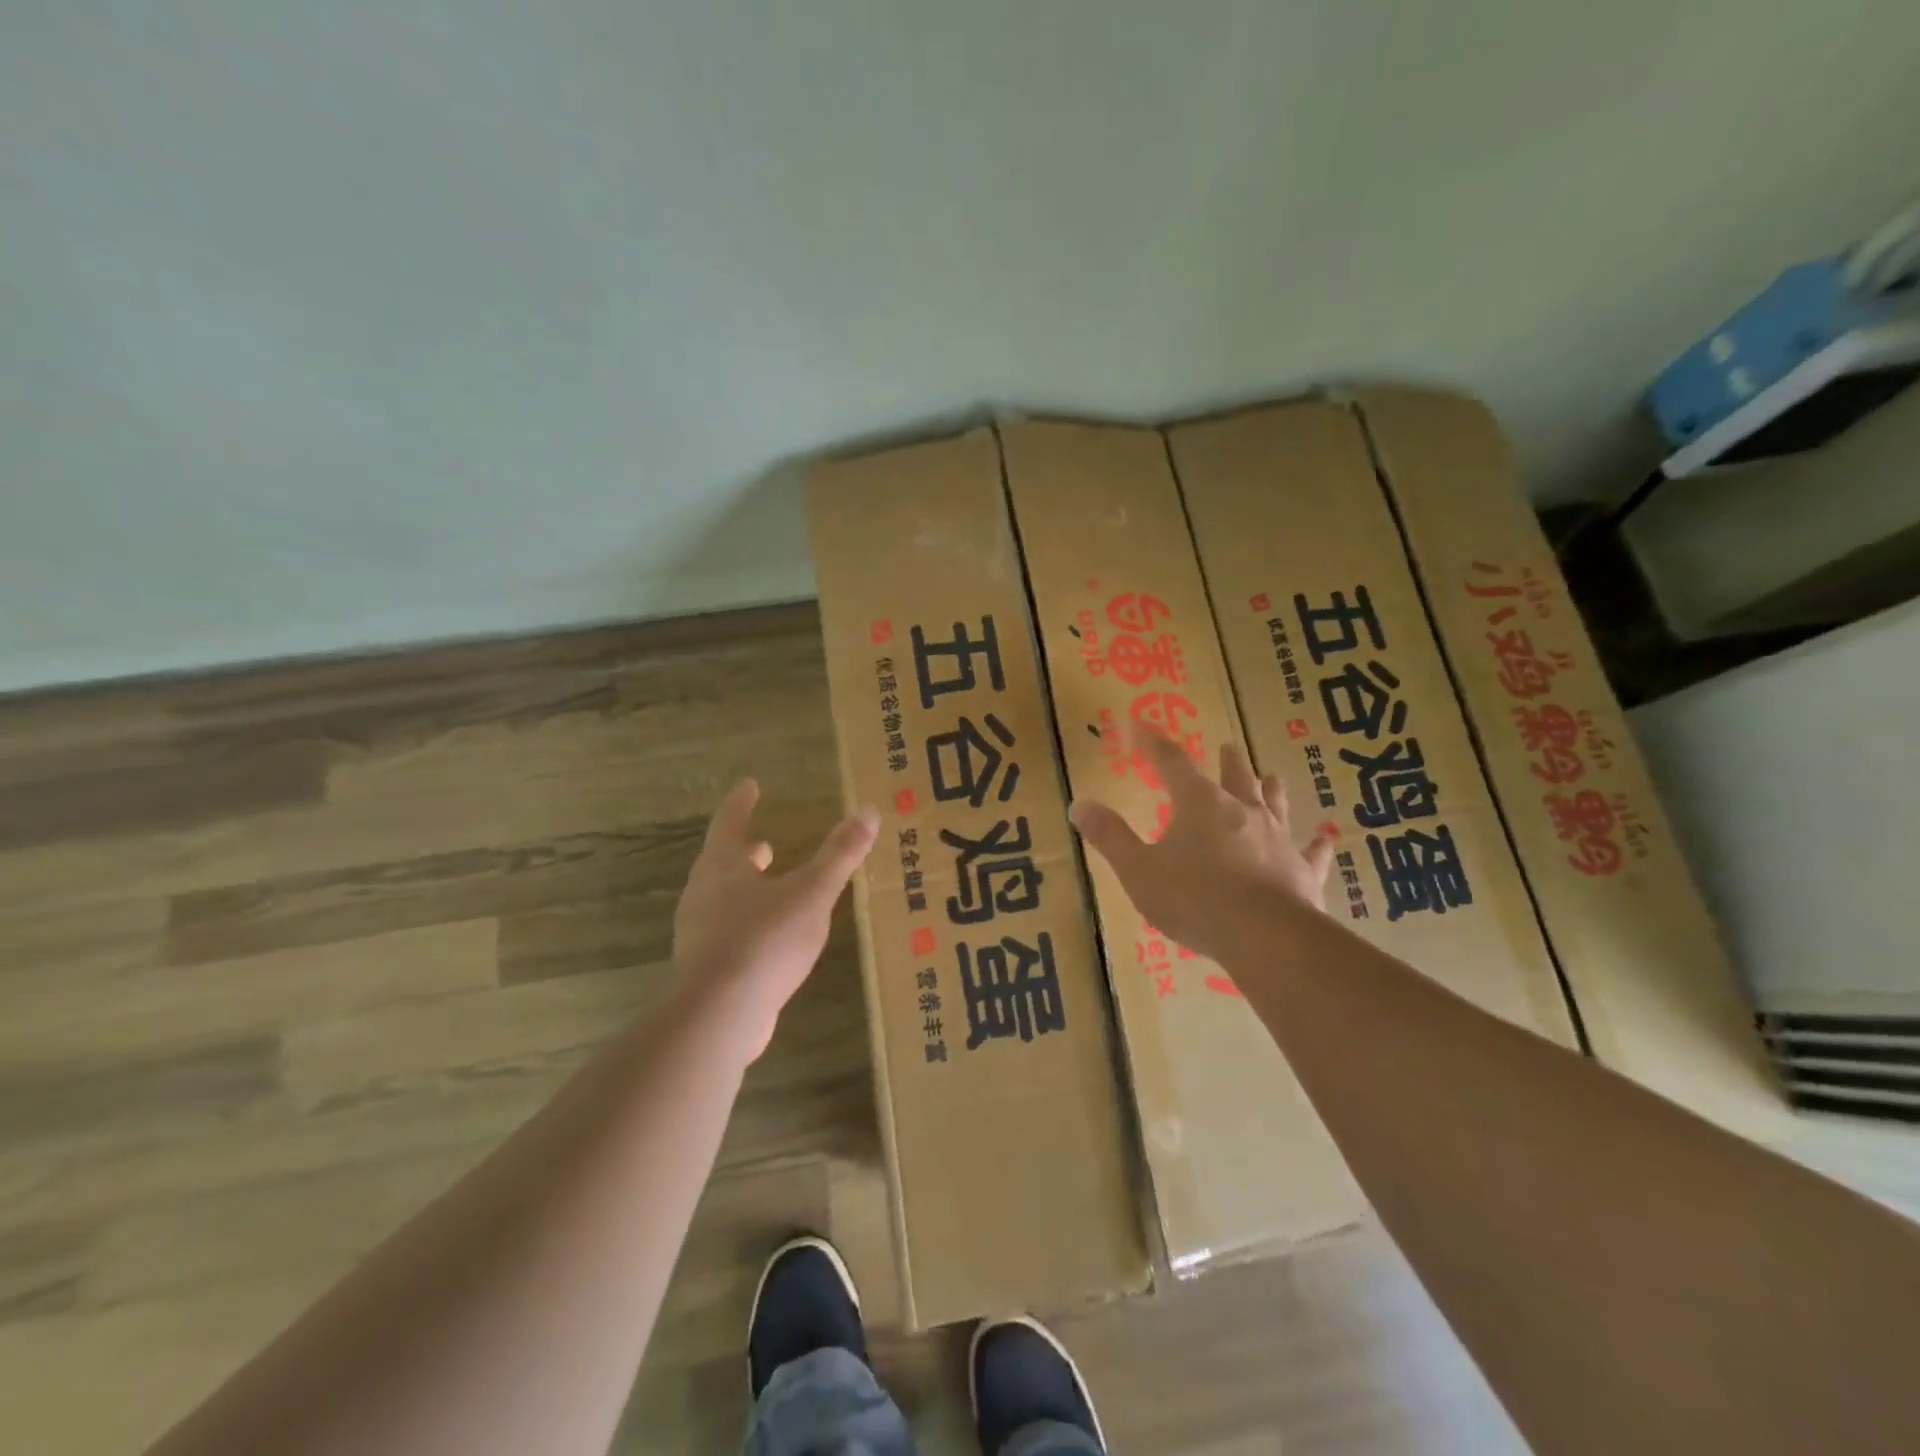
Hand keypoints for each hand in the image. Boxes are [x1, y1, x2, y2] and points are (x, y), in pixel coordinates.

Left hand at [673, 780, 879, 1058]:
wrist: (719, 1015)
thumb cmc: (765, 940)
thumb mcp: (812, 893)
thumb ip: (840, 854)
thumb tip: (868, 811)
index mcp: (723, 866)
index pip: (729, 822)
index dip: (741, 802)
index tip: (749, 785)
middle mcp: (703, 893)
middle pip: (721, 861)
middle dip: (744, 850)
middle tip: (763, 842)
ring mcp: (699, 932)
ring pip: (721, 897)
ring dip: (744, 886)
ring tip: (770, 886)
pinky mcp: (705, 967)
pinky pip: (725, 930)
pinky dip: (746, 920)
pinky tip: (768, 936)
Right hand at [1069, 734, 1335, 963]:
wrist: (1264, 936)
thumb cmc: (1193, 897)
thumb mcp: (1138, 869)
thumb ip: (1110, 837)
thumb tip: (1079, 804)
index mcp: (1198, 803)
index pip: (1171, 762)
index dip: (1153, 743)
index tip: (1142, 725)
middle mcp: (1241, 810)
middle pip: (1235, 775)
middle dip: (1227, 760)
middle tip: (1228, 745)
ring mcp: (1277, 838)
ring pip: (1275, 803)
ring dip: (1271, 788)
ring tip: (1273, 775)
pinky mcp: (1302, 869)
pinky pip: (1311, 852)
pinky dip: (1317, 844)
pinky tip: (1326, 837)